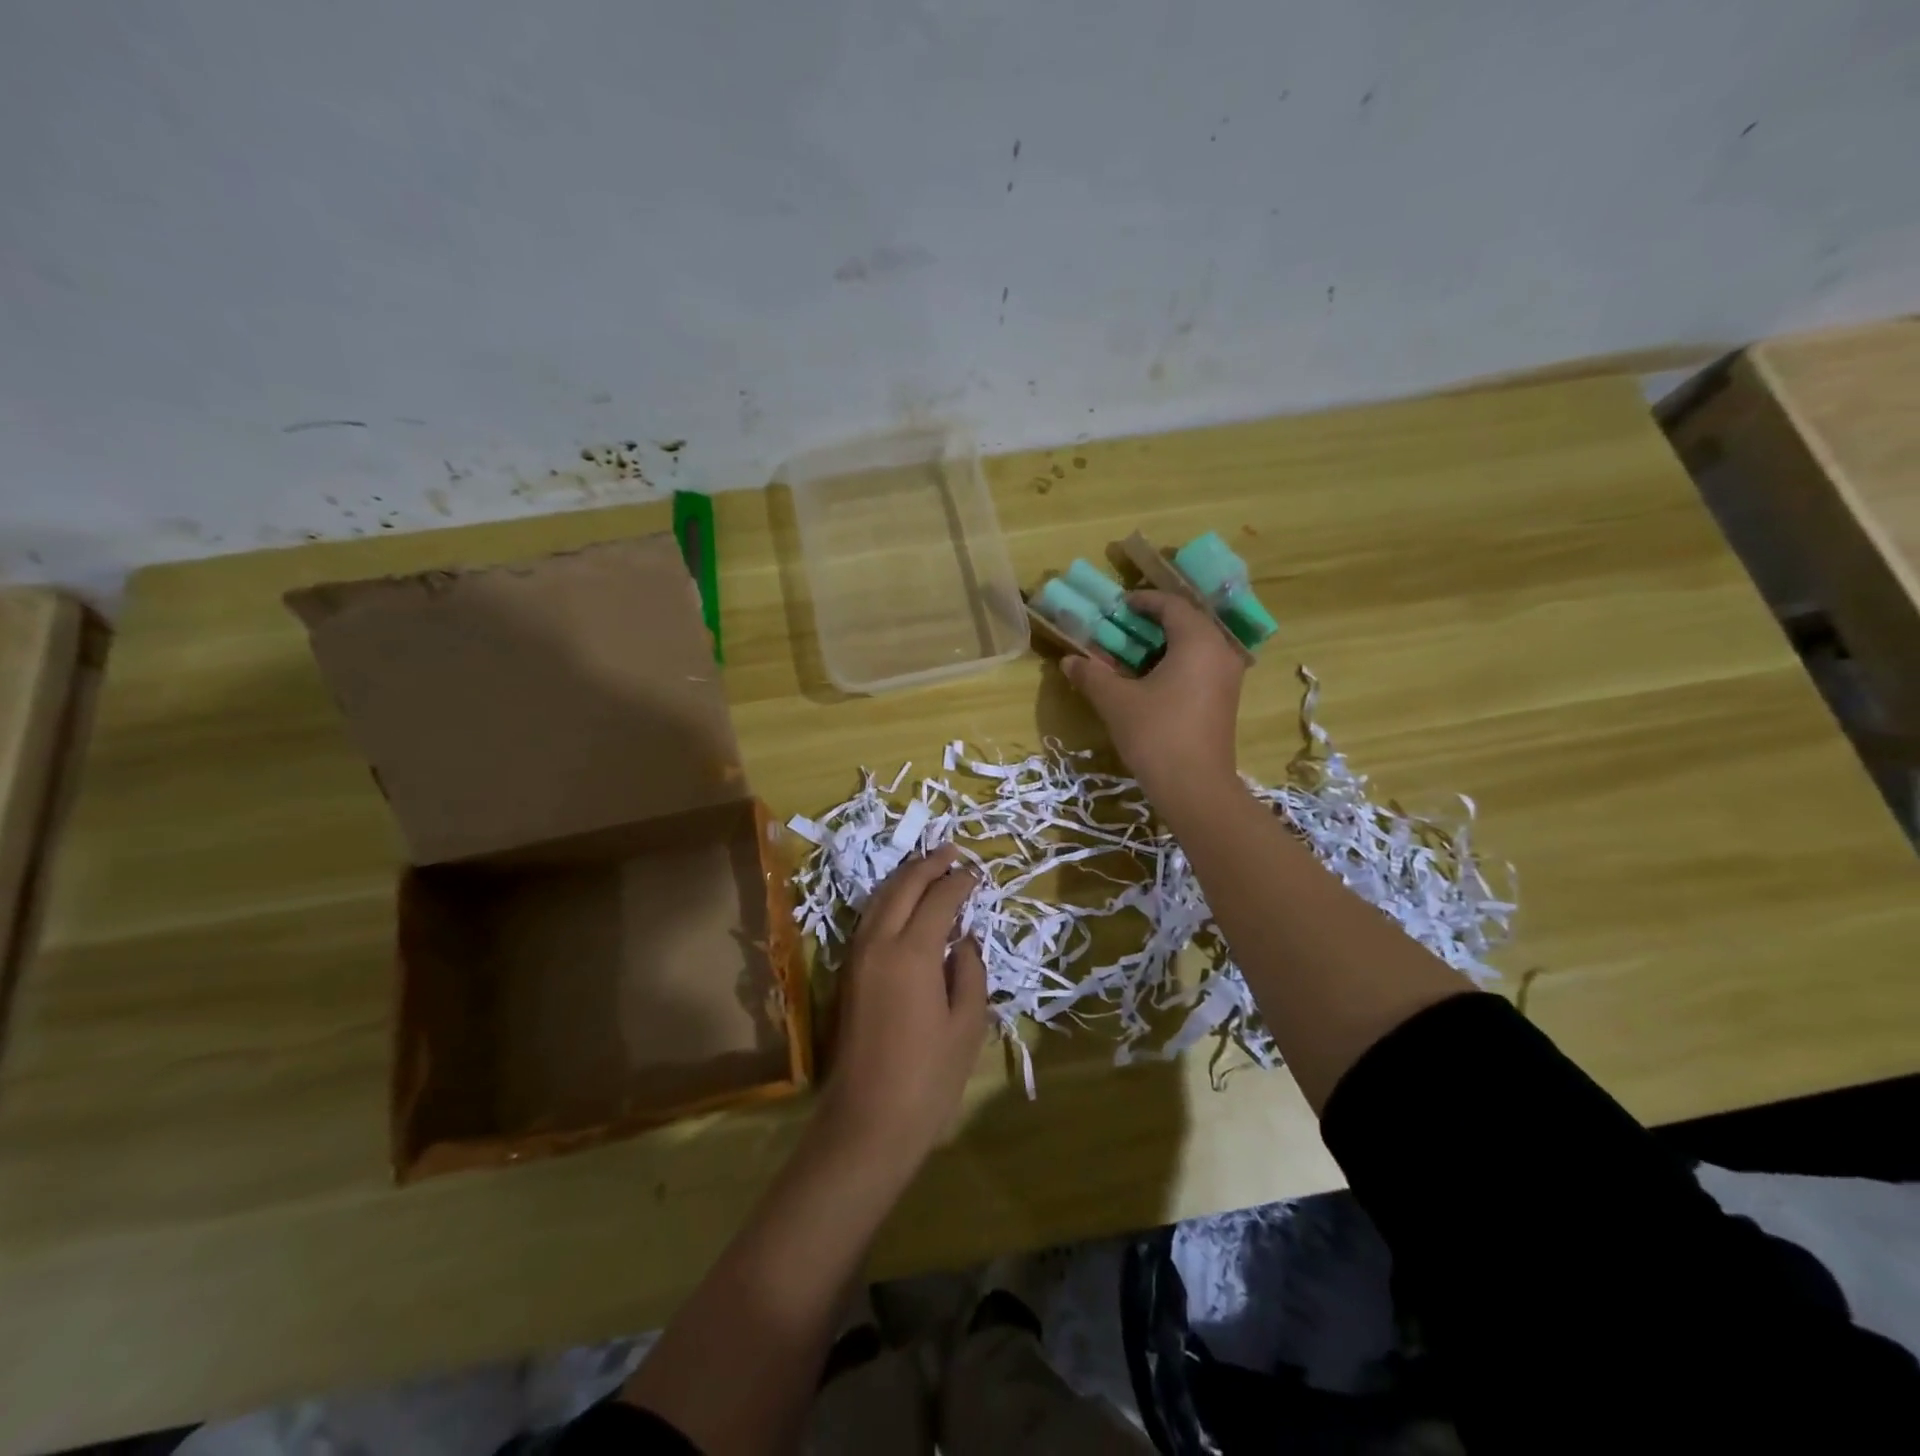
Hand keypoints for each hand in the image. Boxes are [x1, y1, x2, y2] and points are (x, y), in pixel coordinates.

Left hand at [816, 845, 988, 1172]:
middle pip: (903, 887)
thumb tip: (966, 941)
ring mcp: (857, 957)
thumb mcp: (967, 1025)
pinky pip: (869, 919)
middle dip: (928, 864)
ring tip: (928, 866)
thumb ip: (970, 973)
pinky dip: (889, 900)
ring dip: (905, 877)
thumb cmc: (928, 1078)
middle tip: (952, 850)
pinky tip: (903, 903)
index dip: (960, 882)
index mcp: (913, 953)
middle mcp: (879, 943)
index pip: (939, 899)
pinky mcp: (847, 974)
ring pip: (880, 899)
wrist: (867, 1122)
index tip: (978, 873)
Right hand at [1062, 590, 1246, 799]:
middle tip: (1124, 626)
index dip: (1144, 600)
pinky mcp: (1225, 700)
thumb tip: (1068, 660)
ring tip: (1134, 653)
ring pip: (1196, 646)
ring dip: (1165, 644)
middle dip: (1154, 621)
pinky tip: (1152, 679)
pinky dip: (1176, 663)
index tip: (1119, 605)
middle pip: (1188, 622)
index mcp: (1198, 641)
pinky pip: (1201, 666)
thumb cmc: (1156, 734)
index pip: (1172, 605)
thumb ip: (1092, 675)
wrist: (1195, 787)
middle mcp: (1220, 652)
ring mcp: (1227, 678)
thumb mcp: (1116, 702)